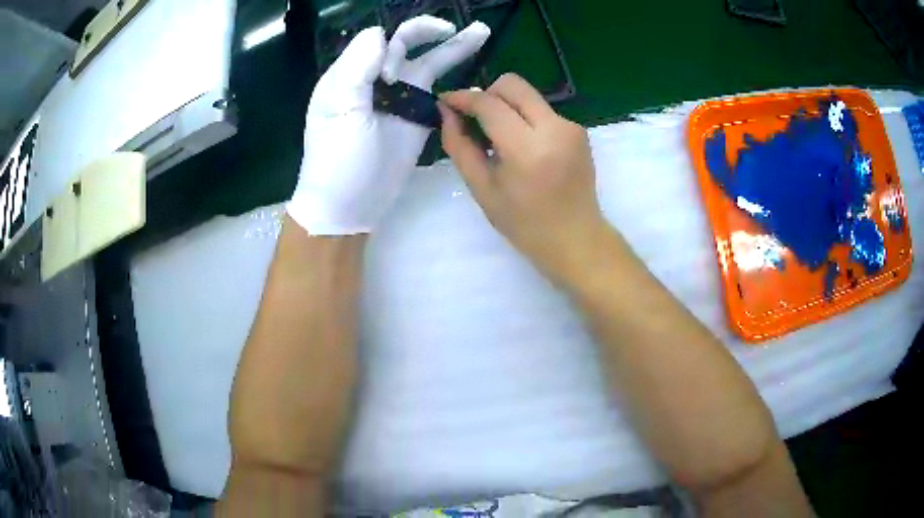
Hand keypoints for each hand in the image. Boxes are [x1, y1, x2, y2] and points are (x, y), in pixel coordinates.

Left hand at [287, 16, 490, 234]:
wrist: (349, 205)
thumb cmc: (337, 159)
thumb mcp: (340, 110)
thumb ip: (357, 67)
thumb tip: (381, 34)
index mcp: (351, 73)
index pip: (380, 41)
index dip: (393, 50)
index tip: (391, 78)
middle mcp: (375, 78)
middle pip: (406, 44)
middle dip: (428, 33)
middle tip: (453, 30)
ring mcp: (399, 97)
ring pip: (427, 62)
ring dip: (453, 47)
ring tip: (481, 31)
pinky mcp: (416, 116)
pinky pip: (437, 90)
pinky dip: (454, 77)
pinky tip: (473, 68)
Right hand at [439, 74, 608, 282]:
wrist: (576, 239)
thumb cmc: (524, 224)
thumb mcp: (482, 189)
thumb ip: (459, 146)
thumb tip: (446, 112)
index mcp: (527, 149)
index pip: (489, 104)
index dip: (463, 98)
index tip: (445, 101)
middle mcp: (554, 128)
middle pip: (512, 84)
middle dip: (487, 94)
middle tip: (475, 119)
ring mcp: (571, 127)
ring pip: (528, 96)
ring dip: (507, 107)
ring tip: (500, 139)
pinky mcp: (579, 130)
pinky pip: (542, 110)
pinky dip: (525, 119)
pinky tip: (523, 147)